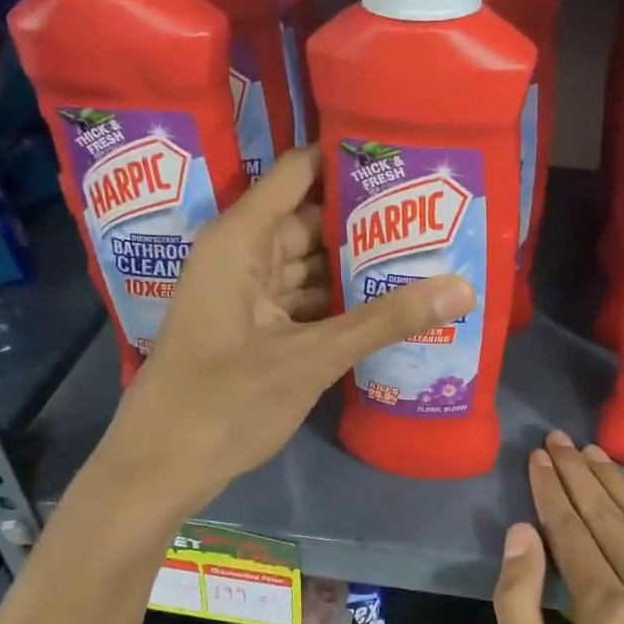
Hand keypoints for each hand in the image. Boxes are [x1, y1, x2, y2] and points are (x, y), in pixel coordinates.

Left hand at [106, 145, 475, 504]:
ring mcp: (246, 295)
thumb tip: (463, 287)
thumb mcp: (311, 358)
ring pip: (309, 265)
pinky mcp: (253, 330)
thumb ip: (385, 320)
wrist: (160, 469)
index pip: (299, 173)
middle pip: (310, 221)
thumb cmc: (224, 402)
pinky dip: (338, 303)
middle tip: (432, 215)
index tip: (404, 154)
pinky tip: (386, 306)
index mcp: (241, 241)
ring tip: (422, 255)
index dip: (346, 159)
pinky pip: (303, 300)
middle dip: (366, 221)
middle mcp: (242, 257)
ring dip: (355, 266)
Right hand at [494, 431, 623, 623]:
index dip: (551, 492)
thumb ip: (518, 609)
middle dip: (580, 475)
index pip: (572, 532)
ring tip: (594, 455)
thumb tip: (521, 533)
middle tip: (558, 441)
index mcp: (607, 617)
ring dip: (622, 486)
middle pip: (613, 519)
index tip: (537, 458)